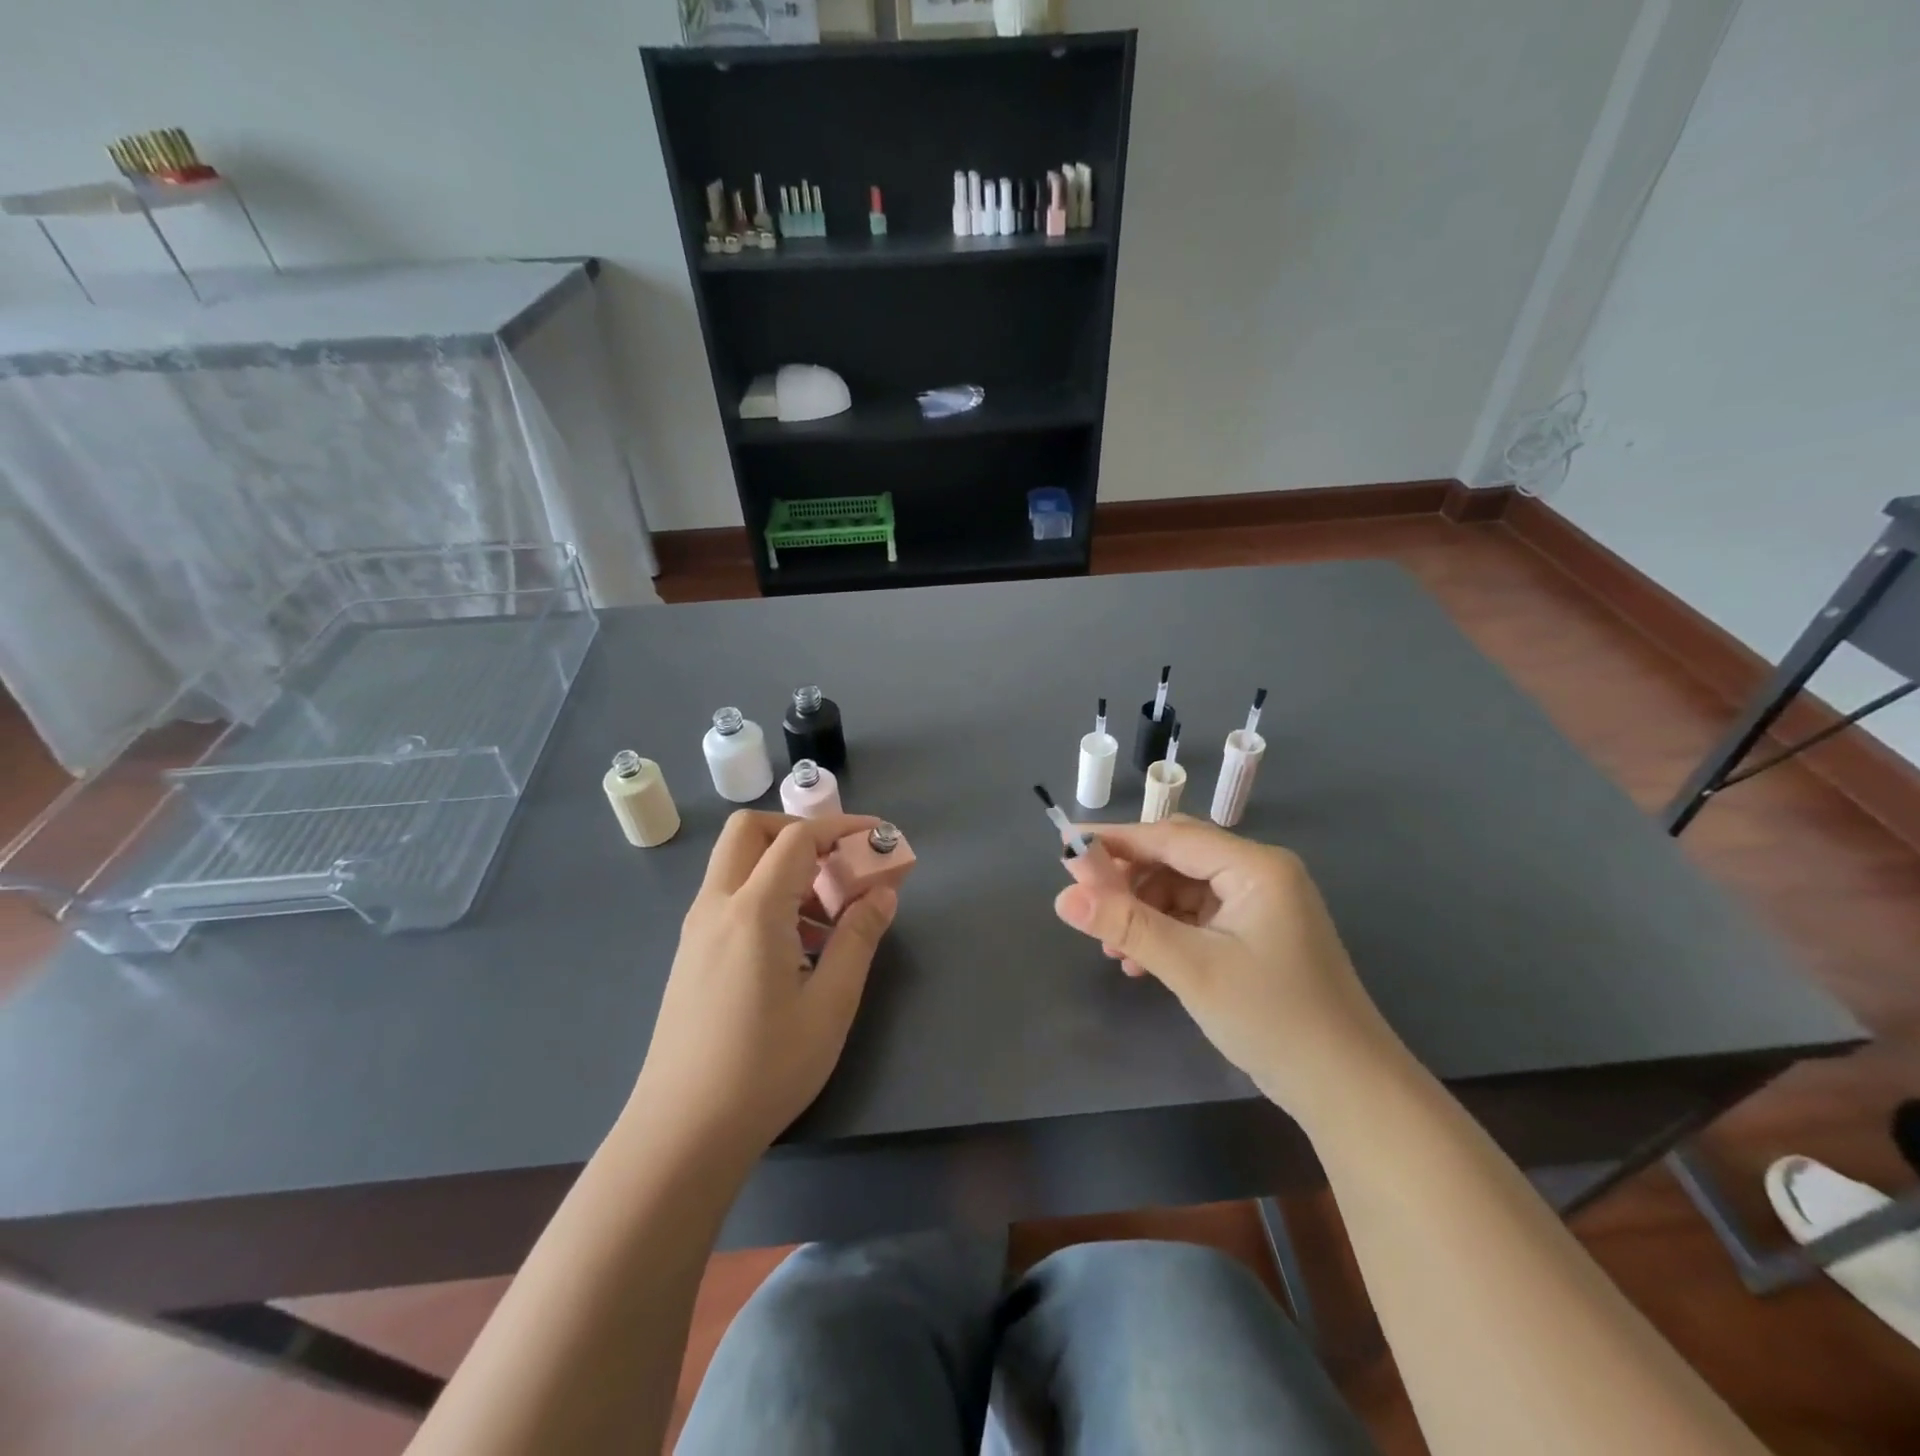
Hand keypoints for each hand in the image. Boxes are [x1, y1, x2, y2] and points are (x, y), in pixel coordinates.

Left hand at [631, 811, 897, 1160]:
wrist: (681, 1134)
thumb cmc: (765, 1068)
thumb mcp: (830, 1004)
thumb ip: (859, 938)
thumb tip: (883, 892)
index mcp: (752, 911)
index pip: (797, 839)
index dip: (842, 828)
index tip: (880, 838)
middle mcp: (716, 907)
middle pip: (750, 832)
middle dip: (800, 833)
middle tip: (839, 865)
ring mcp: (697, 931)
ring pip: (738, 865)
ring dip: (784, 868)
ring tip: (829, 919)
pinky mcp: (692, 956)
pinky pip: (731, 900)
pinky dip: (767, 896)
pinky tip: (798, 949)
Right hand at [1054, 816, 1404, 1119]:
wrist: (1348, 1090)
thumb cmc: (1273, 1019)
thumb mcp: (1192, 968)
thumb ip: (1126, 925)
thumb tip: (1063, 896)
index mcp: (1255, 866)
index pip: (1171, 837)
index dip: (1115, 842)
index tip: (1066, 849)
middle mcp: (1260, 873)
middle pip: (1177, 858)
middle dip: (1129, 881)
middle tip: (1088, 906)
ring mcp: (1262, 904)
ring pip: (1184, 888)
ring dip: (1145, 912)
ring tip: (1115, 950)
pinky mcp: (1259, 932)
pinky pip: (1199, 916)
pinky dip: (1167, 931)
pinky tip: (1143, 962)